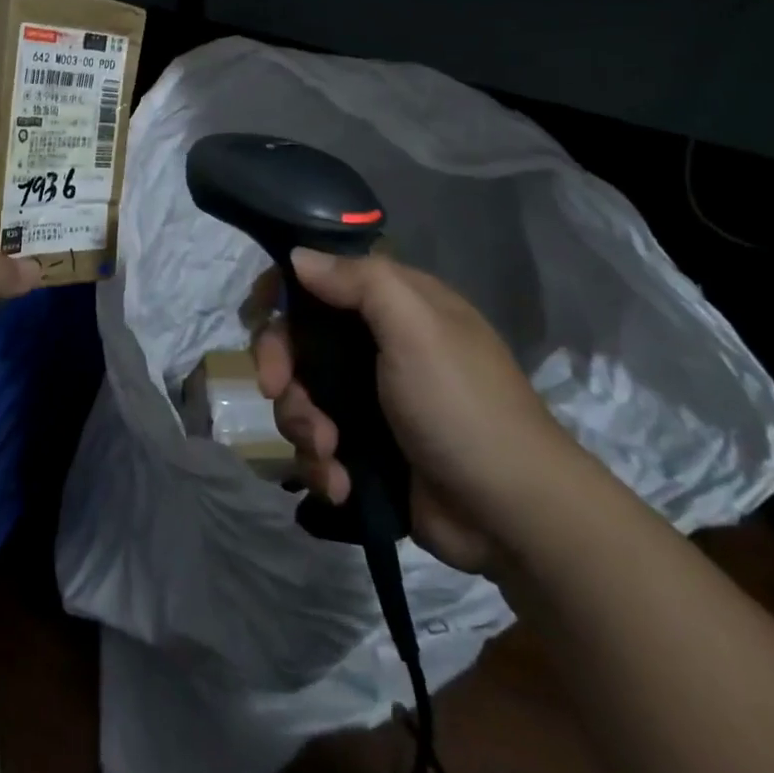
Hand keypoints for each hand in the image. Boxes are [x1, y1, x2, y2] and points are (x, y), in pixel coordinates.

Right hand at [250, 249, 584, 571]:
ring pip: (300, 395)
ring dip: (301, 424)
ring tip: (328, 453)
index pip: (321, 278)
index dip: (283, 292)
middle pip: (299, 339)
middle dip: (282, 367)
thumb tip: (299, 257)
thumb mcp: (415, 327)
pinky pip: (317, 444)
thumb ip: (358, 281)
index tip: (260, 315)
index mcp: (393, 305)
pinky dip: (320, 464)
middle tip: (278, 392)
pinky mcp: (365, 449)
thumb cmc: (461, 405)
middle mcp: (376, 345)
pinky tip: (339, 484)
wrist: (513, 515)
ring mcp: (369, 399)